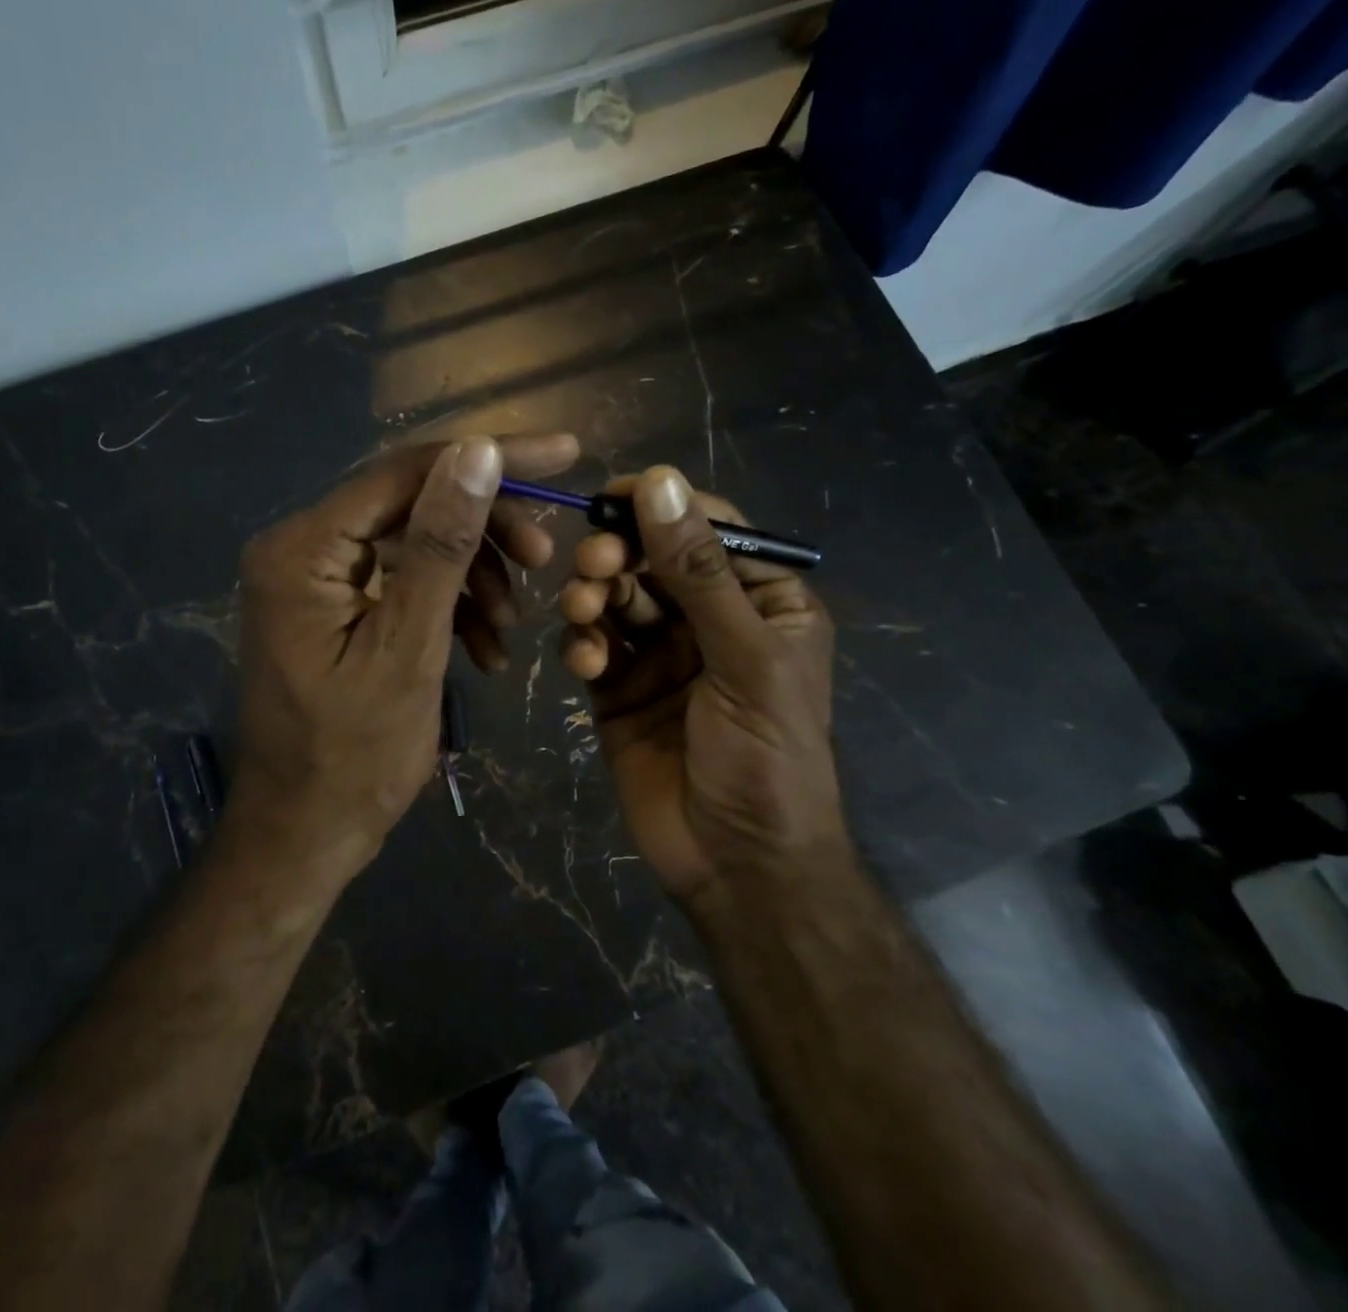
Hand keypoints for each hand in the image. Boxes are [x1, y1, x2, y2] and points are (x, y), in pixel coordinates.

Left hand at [232, 432, 580, 879]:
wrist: (305, 834)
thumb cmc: (354, 756)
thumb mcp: (409, 647)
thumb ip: (443, 545)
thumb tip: (477, 450)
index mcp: (303, 548)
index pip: (406, 472)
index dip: (489, 456)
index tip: (564, 453)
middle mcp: (301, 546)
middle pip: (413, 504)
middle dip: (485, 530)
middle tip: (546, 557)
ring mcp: (316, 578)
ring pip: (416, 544)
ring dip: (474, 576)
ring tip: (511, 625)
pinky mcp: (335, 607)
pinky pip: (405, 583)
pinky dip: (451, 606)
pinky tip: (486, 647)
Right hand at [557, 466, 841, 907]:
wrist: (736, 865)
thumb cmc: (765, 758)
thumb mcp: (744, 658)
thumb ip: (699, 572)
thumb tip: (660, 481)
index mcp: (762, 600)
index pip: (709, 529)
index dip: (662, 506)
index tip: (611, 495)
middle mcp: (710, 617)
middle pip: (652, 557)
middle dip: (619, 554)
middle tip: (592, 563)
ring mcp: (661, 652)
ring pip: (616, 595)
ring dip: (594, 594)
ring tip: (583, 613)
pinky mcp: (619, 687)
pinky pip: (592, 643)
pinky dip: (582, 643)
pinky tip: (585, 662)